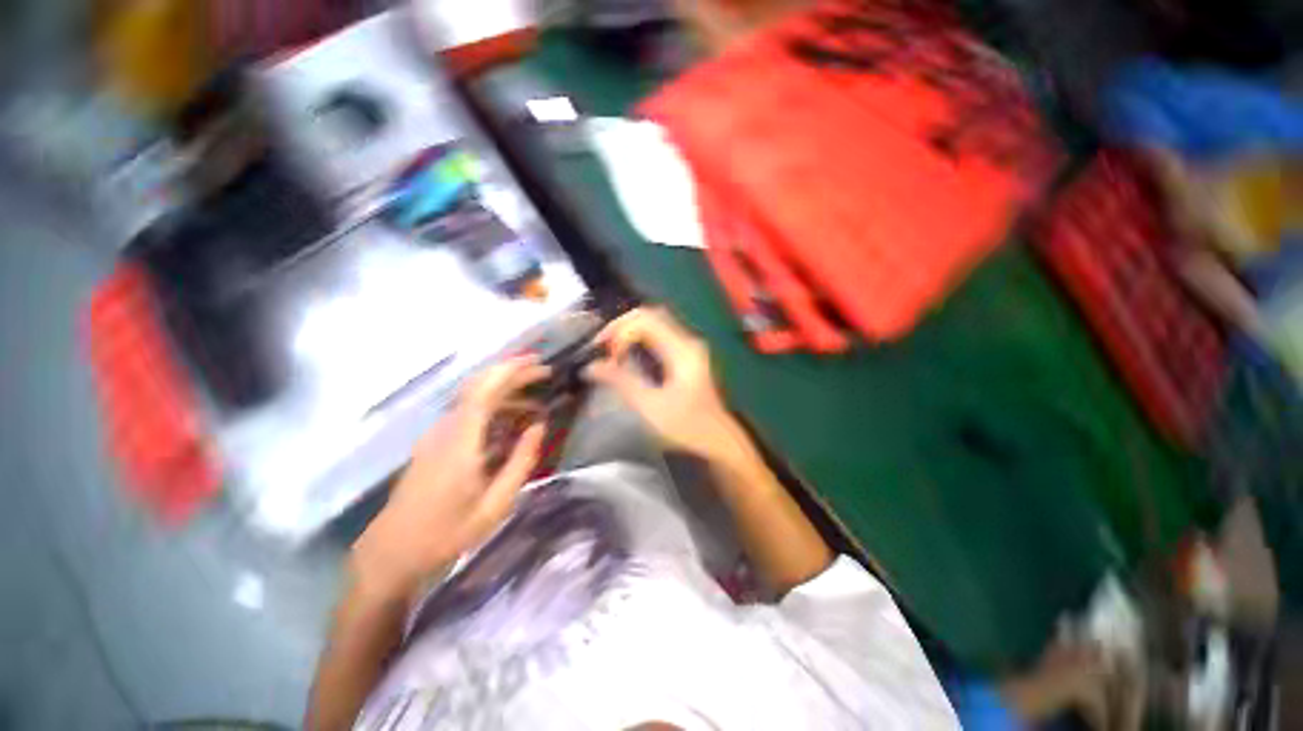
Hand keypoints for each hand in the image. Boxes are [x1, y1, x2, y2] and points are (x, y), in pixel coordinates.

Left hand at [350, 357, 547, 599]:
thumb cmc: (446, 533)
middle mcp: (445, 430)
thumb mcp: (495, 504)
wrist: (391, 552)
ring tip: (537, 400)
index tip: (538, 363)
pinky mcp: (435, 442)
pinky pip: (468, 412)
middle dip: (512, 373)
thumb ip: (520, 461)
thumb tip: (539, 426)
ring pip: (473, 397)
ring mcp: (437, 434)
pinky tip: (512, 420)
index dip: (510, 371)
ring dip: (505, 390)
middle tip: (544, 372)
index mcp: (460, 442)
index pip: (484, 391)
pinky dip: (494, 406)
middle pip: (479, 387)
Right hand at [586, 307, 740, 458]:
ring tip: (611, 350)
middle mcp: (687, 340)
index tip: (604, 353)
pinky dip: (639, 338)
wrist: (718, 438)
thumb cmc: (687, 425)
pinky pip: (659, 334)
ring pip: (655, 322)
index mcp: (682, 350)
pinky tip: (628, 354)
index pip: (646, 320)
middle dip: (622, 326)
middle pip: (651, 315)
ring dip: (630, 331)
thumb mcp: (651, 406)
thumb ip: (621, 382)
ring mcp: (689, 346)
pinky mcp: (686, 354)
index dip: (620, 330)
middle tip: (603, 347)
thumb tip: (591, 366)